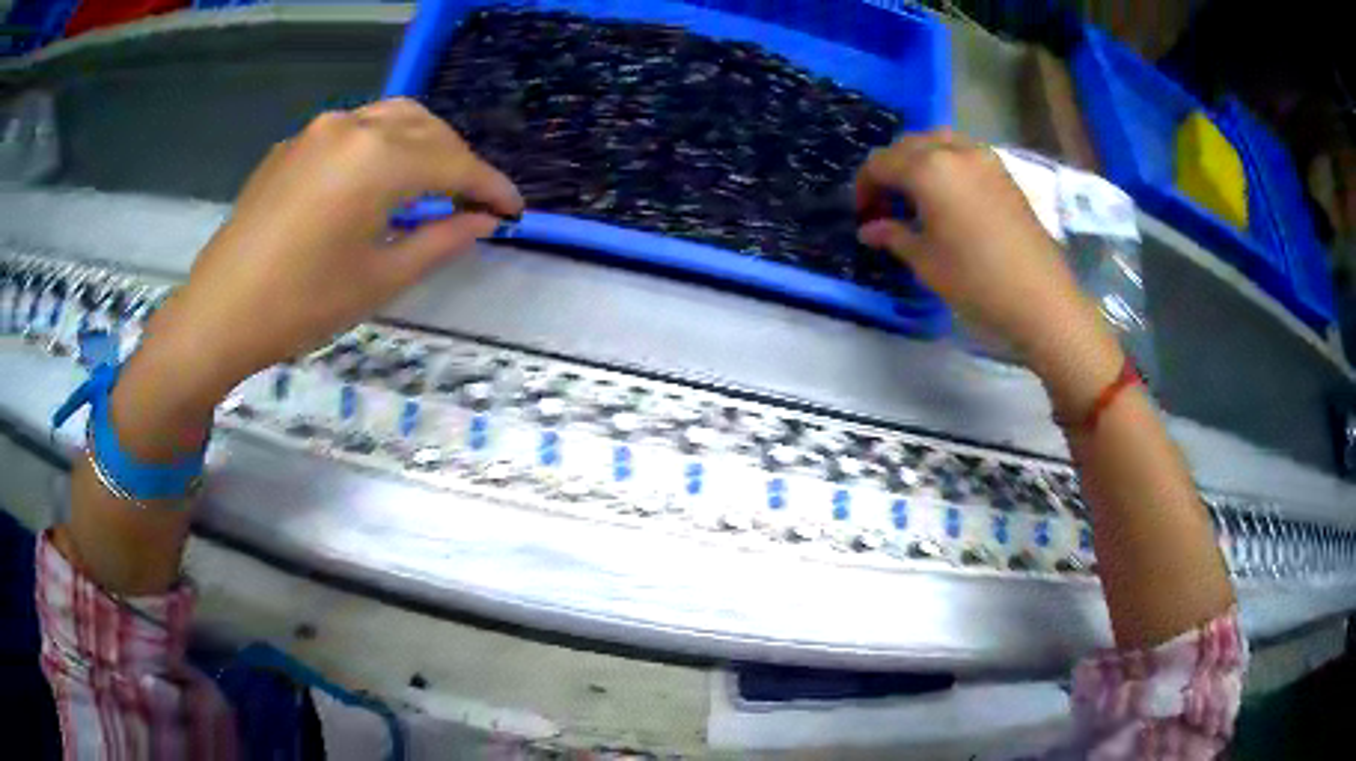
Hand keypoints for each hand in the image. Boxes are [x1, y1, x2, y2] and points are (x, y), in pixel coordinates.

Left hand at [155, 98, 523, 398]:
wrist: (218, 315)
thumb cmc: (301, 305)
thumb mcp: (380, 279)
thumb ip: (441, 240)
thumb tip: (484, 221)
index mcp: (379, 159)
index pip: (455, 163)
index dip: (491, 187)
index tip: (515, 210)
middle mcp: (353, 126)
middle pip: (427, 129)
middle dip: (459, 161)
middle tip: (473, 202)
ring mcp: (318, 129)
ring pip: (392, 118)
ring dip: (423, 144)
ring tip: (433, 184)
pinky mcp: (294, 144)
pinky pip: (354, 130)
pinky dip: (382, 146)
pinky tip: (378, 180)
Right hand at [855, 130, 1123, 413]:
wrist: (1040, 298)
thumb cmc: (976, 281)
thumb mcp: (926, 262)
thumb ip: (893, 236)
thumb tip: (869, 229)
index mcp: (928, 169)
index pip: (881, 163)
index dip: (865, 187)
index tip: (863, 215)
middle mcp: (954, 150)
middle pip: (908, 144)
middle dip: (890, 169)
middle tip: (886, 205)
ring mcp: (983, 157)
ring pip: (938, 140)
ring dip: (919, 159)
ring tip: (917, 194)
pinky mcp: (1003, 172)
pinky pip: (963, 151)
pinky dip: (946, 162)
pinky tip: (948, 195)